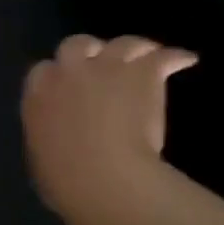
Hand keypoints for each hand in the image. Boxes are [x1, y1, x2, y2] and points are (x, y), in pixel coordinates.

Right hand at [22, 34, 196, 224]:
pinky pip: (163, 56)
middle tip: (102, 63)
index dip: (56, 75)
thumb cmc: (63, 180)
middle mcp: (68, 72)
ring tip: (146, 53)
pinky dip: (174, 56)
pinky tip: (185, 59)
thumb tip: (58, 142)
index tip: (66, 86)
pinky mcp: (142, 74)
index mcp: (38, 96)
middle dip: (88, 50)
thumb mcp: (41, 160)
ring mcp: (106, 69)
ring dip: (133, 47)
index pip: (42, 71)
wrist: (102, 177)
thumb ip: (48, 139)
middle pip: (76, 44)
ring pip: (122, 43)